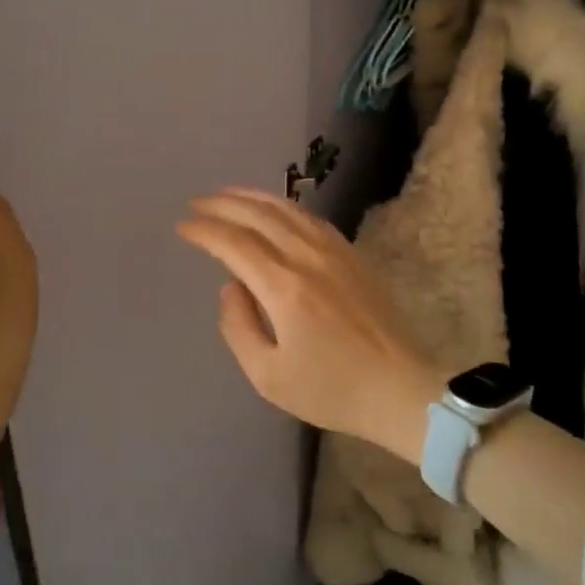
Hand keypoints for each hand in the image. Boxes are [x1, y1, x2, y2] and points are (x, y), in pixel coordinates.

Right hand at [176, 187, 439, 461]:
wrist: (401, 390)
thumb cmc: (331, 390)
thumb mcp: (268, 376)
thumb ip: (238, 326)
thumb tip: (229, 285)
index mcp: (285, 287)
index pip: (234, 243)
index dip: (205, 230)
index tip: (182, 226)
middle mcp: (308, 257)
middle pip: (258, 214)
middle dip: (222, 204)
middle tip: (196, 202)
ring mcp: (334, 251)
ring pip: (286, 208)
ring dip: (251, 196)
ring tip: (226, 194)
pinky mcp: (352, 254)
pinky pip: (310, 217)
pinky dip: (282, 205)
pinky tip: (272, 208)